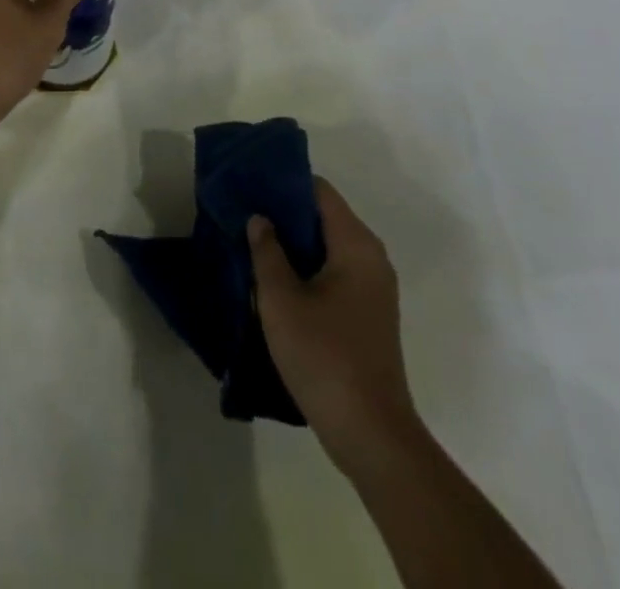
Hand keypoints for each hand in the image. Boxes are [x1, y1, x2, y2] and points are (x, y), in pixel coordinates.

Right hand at [249, 179, 423, 477]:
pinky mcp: (369, 314)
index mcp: (356, 244)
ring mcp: (374, 288)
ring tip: (253, 246)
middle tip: (245, 216)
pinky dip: (307, 270)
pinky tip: (276, 283)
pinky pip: (335, 273)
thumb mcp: (281, 300)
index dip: (284, 184)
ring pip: (328, 248)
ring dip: (294, 246)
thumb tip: (260, 218)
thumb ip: (267, 251)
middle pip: (324, 217)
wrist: (371, 434)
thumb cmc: (324, 356)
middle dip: (285, 215)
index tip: (251, 186)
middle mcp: (371, 257)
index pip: (319, 191)